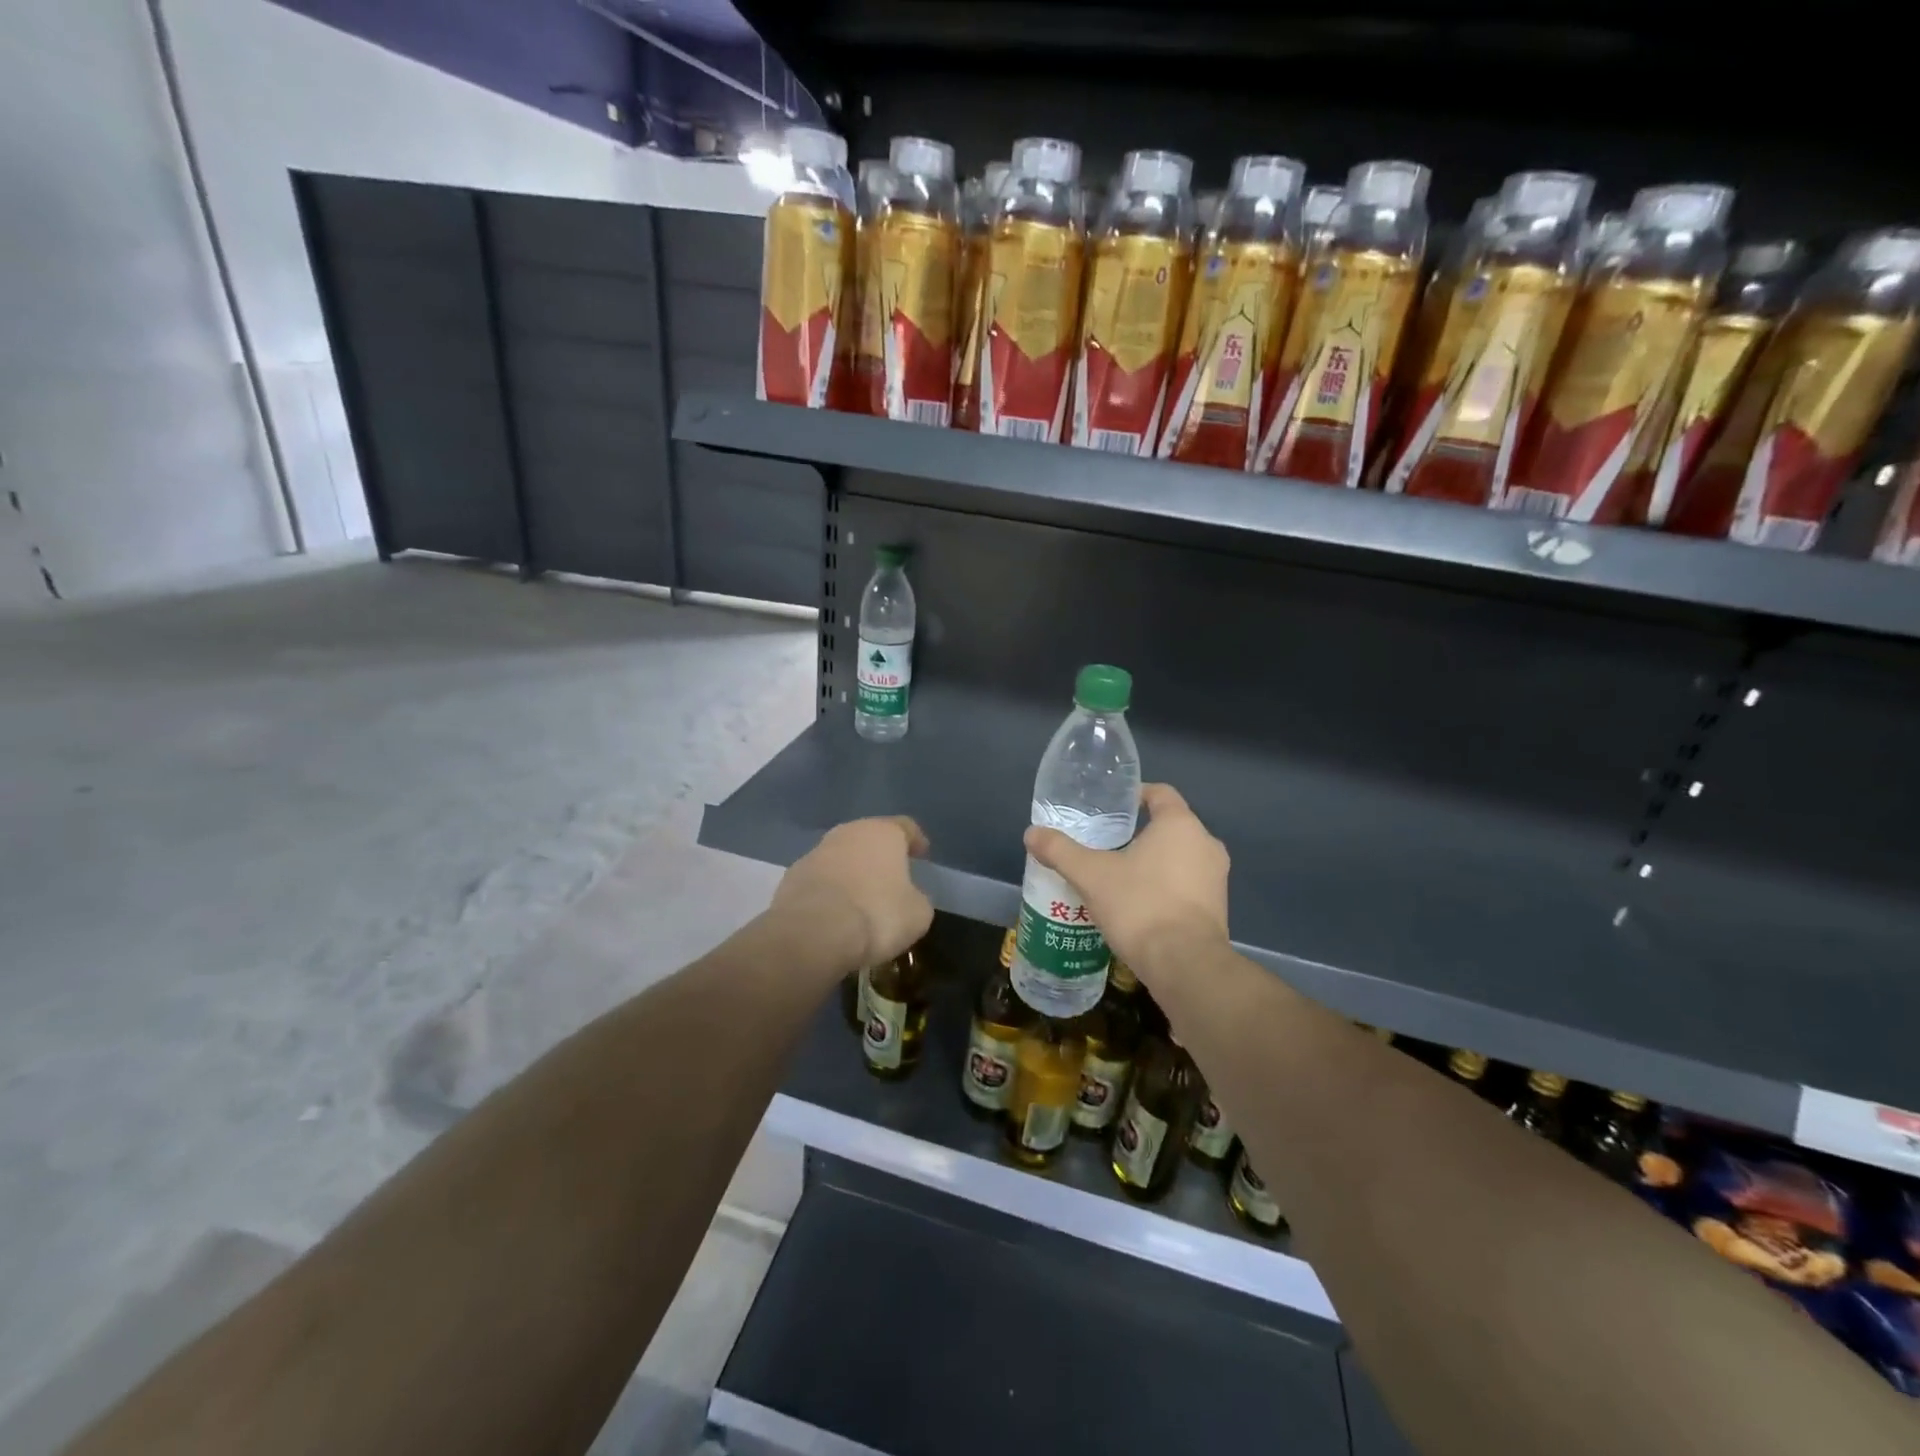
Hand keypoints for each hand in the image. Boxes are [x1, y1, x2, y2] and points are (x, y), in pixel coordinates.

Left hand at [772, 817, 933, 970]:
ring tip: (861, 898)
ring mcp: (815, 853)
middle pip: (869, 838)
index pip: (905, 827)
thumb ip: (917, 898)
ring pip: (841, 857)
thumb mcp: (917, 913)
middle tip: (891, 876)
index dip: (916, 840)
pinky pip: (820, 880)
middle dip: (879, 855)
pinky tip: (835, 913)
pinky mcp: (791, 877)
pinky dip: (829, 891)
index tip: (922, 854)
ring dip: (852, 872)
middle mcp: (848, 833)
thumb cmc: (876, 915)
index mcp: (883, 833)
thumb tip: (909, 897)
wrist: (812, 933)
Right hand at [1024, 783, 1228, 977]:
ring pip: (1180, 858)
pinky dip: (1165, 888)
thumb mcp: (1091, 876)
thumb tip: (1031, 833)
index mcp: (1180, 825)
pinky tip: (1138, 905)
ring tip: (1118, 876)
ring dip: (1153, 863)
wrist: (1185, 964)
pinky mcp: (1218, 908)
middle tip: (1106, 844)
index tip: (1111, 806)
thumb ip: (1061, 851)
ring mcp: (1216, 878)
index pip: (1161, 793)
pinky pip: (1187, 885)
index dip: (1135, 794)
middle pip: (1169, 827)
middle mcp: (1206, 844)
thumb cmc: (1140, 906)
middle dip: (1139, 833)